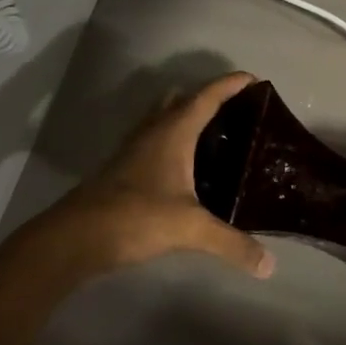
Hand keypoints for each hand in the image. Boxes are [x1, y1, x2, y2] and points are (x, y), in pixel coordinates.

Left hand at [11, 72, 273, 283]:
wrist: (75, 237)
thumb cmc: (135, 217)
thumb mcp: (190, 229)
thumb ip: (231, 243)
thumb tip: (270, 265)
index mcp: (173, 132)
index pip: (207, 97)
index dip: (230, 85)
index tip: (254, 79)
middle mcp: (153, 131)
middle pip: (181, 99)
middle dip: (208, 97)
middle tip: (236, 111)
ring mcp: (134, 149)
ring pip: (163, 118)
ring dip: (185, 116)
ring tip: (215, 135)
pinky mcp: (123, 168)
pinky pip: (154, 139)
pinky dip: (172, 140)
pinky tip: (185, 167)